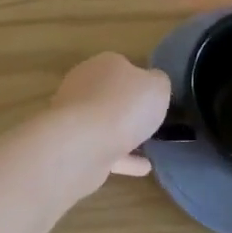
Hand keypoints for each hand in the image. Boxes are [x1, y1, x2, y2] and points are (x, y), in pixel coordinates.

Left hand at [50, 53, 172, 178]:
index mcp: (104, 64)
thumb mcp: (157, 86)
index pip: (123, 66)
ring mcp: (75, 117)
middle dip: (127, 105)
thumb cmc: (123, 106)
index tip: (155, 96)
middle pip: (110, 94)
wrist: (81, 145)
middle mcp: (84, 86)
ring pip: (104, 123)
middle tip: (150, 119)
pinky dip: (123, 158)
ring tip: (150, 145)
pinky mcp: (73, 146)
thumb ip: (158, 82)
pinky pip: (104, 150)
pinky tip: (144, 167)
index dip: (140, 79)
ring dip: (124, 133)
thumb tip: (152, 83)